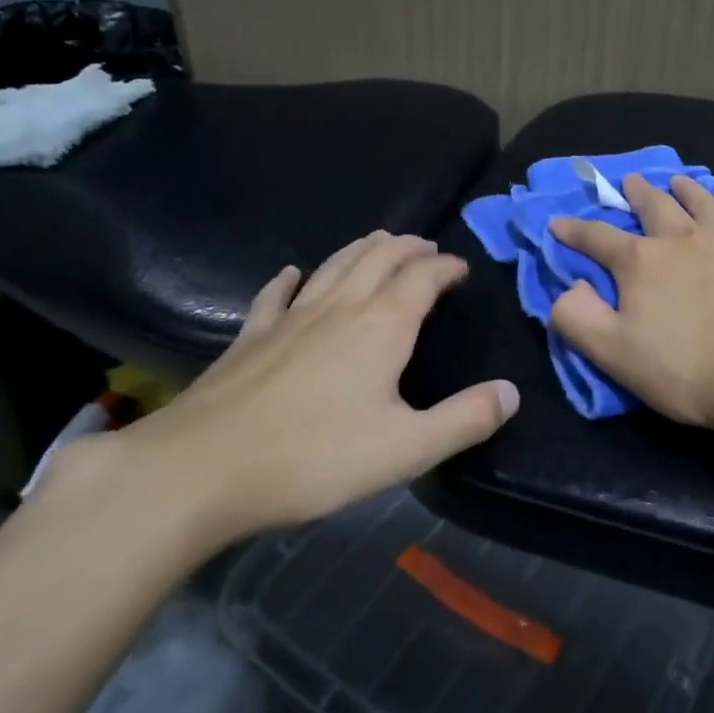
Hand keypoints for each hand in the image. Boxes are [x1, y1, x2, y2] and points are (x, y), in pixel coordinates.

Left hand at [45, 232, 518, 554]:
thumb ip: (464, 420)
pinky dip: (291, 279)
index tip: (462, 268)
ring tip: (380, 242)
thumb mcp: (406, 449)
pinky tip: (293, 274)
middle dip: (407, 247)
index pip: (422, 277)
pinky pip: (276, 295)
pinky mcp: (251, 338)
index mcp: (381, 326)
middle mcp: (339, 307)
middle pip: (378, 258)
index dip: (446, 267)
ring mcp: (289, 318)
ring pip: (334, 266)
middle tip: (426, 247)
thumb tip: (512, 393)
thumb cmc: (314, 458)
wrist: (201, 469)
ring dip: (362, 250)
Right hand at [549, 175, 713, 442]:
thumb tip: (566, 287)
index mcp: (642, 262)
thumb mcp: (615, 354)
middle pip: (655, 205)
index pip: (597, 237)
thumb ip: (578, 318)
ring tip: (679, 182)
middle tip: (629, 181)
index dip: (574, 229)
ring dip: (687, 191)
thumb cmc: (688, 370)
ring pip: (704, 205)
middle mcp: (685, 239)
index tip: (558, 221)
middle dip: (637, 192)